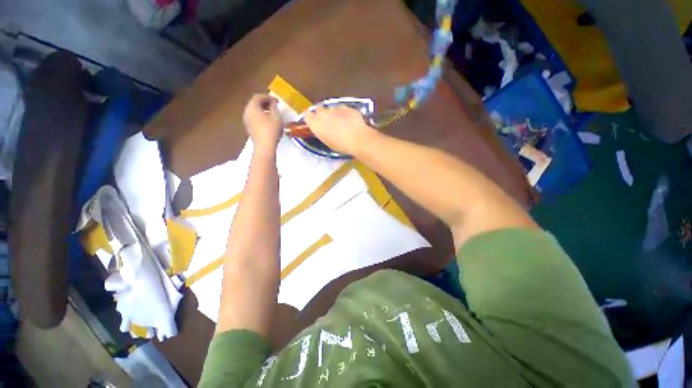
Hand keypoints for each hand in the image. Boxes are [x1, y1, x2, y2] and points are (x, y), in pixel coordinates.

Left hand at [243, 94, 282, 151]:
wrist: (265, 146)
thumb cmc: (271, 129)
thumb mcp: (276, 116)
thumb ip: (274, 107)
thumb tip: (272, 104)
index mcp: (252, 107)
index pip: (258, 97)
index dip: (268, 97)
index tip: (277, 100)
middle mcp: (247, 112)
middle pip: (254, 103)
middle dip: (264, 103)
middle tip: (274, 105)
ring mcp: (247, 121)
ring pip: (254, 111)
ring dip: (263, 110)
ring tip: (272, 113)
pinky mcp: (250, 129)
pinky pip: (255, 119)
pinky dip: (261, 117)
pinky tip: (269, 121)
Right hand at [304, 105, 377, 155]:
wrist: (357, 138)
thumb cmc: (341, 145)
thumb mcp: (327, 142)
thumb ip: (322, 132)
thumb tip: (324, 130)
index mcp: (316, 124)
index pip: (307, 116)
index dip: (311, 118)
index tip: (314, 123)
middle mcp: (323, 113)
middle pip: (319, 109)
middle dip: (322, 114)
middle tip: (328, 123)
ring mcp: (335, 108)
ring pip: (332, 108)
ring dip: (334, 114)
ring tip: (341, 123)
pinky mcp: (347, 107)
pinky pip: (343, 109)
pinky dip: (345, 114)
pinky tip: (350, 121)